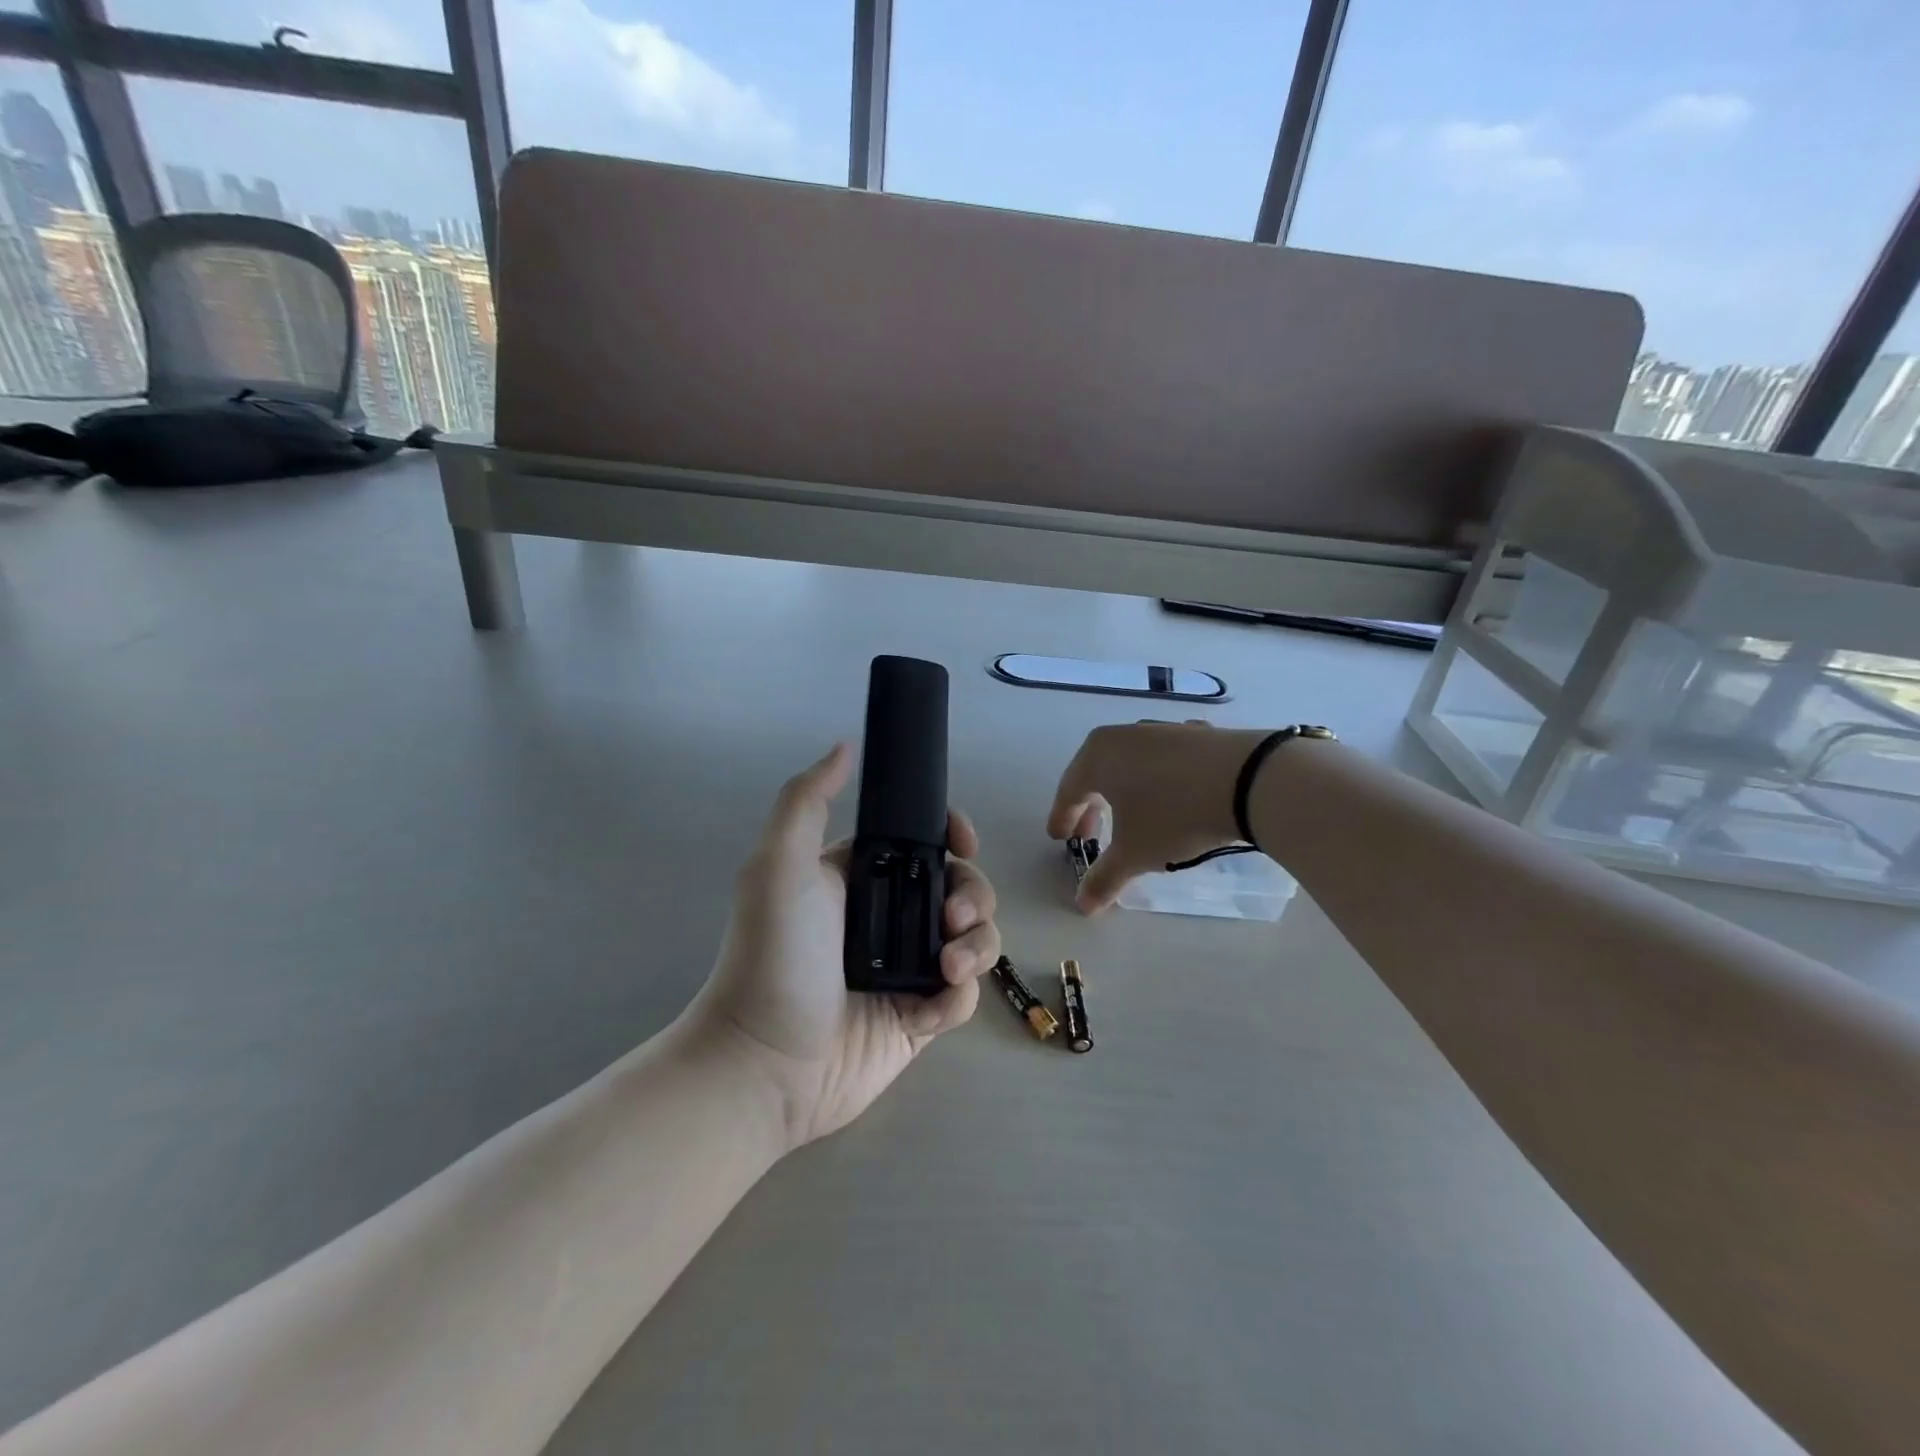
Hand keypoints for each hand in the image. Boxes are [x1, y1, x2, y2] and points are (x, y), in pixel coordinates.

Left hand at [692, 743, 1000, 1149]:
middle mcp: (890, 917)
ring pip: (975, 939)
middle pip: (962, 888)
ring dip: (978, 946)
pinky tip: (932, 1008)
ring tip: (948, 966)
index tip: (964, 841)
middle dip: (973, 895)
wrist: (765, 1063)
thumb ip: (808, 800)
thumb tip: (845, 746)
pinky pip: (964, 996)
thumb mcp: (779, 865)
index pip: (925, 843)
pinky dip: (959, 997)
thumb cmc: (774, 956)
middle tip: (952, 919)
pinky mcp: (919, 1017)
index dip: (953, 835)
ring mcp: (908, 968)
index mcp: (864, 877)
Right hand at [1047, 721, 1271, 912]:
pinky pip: (1163, 760)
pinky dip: (1157, 779)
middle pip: (1097, 773)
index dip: (1063, 818)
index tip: (1060, 839)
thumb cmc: (1174, 815)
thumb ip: (1104, 878)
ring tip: (1132, 817)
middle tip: (1092, 836)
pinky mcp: (1196, 734)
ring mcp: (1162, 730)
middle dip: (1091, 807)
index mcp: (1097, 756)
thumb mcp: (1136, 853)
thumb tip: (1082, 905)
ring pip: (1130, 764)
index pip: (1069, 790)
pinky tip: (1171, 797)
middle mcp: (1123, 736)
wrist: (1249, 780)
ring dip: (1124, 792)